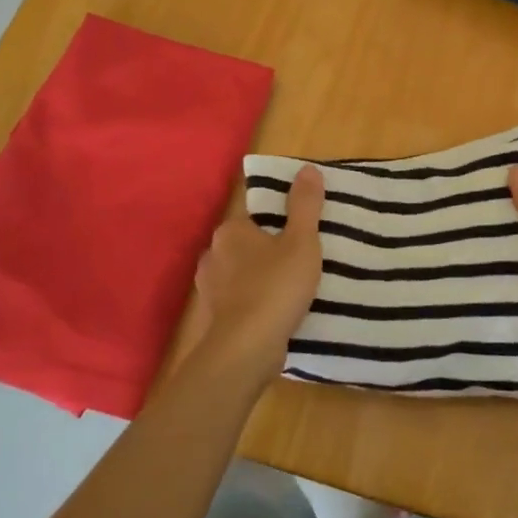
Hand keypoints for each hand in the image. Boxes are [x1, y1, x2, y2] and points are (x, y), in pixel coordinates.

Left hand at [189, 166, 324, 387]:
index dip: (278, 214)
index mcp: (230, 230)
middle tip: (303, 252)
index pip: (254, 211)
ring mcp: (210, 288)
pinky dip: (257, 299)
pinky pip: (241, 298)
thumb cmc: (275, 287)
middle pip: (247, 241)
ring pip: (242, 271)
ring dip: (262, 274)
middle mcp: (214, 254)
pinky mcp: (216, 316)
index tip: (301, 224)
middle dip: (270, 246)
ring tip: (294, 282)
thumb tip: (306, 168)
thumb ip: (305, 205)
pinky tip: (278, 308)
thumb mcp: (301, 241)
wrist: (246, 349)